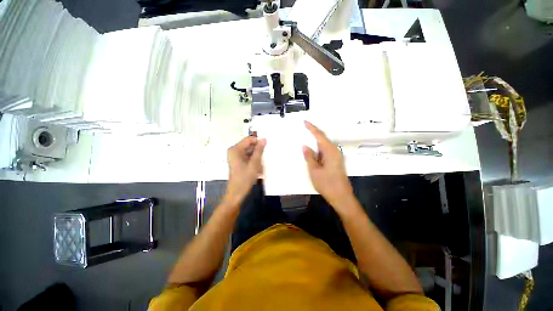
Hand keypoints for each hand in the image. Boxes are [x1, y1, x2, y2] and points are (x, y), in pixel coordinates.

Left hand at [225, 136, 266, 205]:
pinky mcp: (238, 161)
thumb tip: (264, 139)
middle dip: (258, 150)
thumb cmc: (245, 178)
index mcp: (235, 149)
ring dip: (256, 156)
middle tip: (264, 157)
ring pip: (249, 151)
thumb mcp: (254, 163)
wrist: (237, 193)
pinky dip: (253, 160)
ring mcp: (235, 156)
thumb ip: (259, 150)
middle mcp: (234, 151)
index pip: (249, 139)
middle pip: (249, 145)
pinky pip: (248, 157)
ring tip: (261, 164)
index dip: (258, 142)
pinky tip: (258, 167)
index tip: (267, 147)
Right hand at [302, 121, 353, 208]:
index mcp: (330, 151)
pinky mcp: (335, 161)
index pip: (319, 136)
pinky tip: (312, 150)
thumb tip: (305, 146)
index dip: (312, 128)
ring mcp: (335, 156)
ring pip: (324, 145)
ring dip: (315, 141)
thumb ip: (309, 157)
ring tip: (306, 137)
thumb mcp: (314, 170)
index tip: (304, 122)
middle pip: (323, 138)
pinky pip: (325, 151)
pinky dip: (317, 149)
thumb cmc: (327, 184)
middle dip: (313, 132)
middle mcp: (334, 151)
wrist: (341, 197)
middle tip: (304, 128)